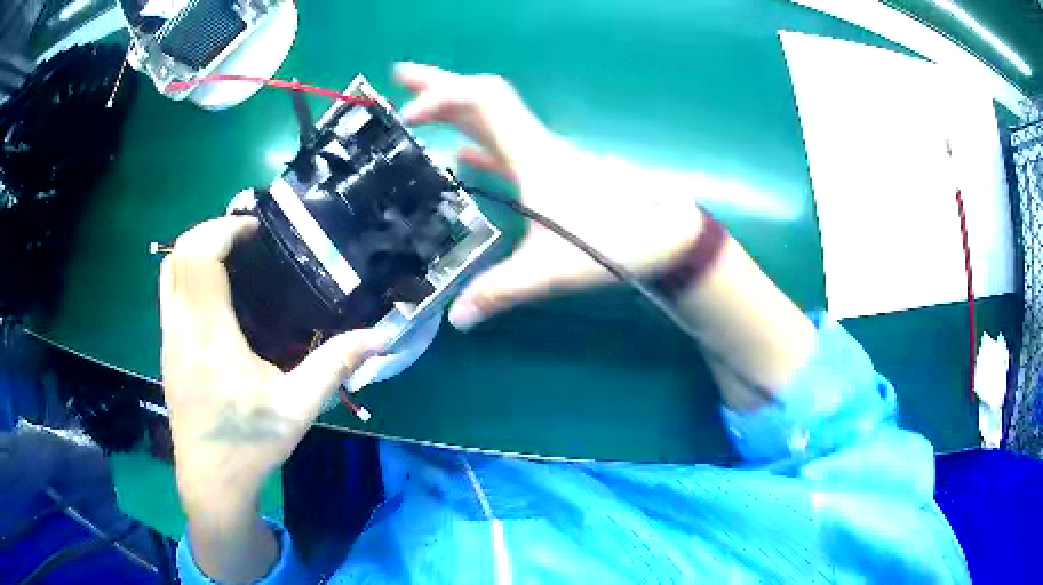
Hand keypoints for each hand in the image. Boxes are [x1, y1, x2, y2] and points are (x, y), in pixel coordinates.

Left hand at [160, 216, 387, 520]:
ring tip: (232, 258)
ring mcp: (168, 338)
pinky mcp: (167, 350)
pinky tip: (218, 296)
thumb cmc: (249, 445)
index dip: (224, 229)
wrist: (211, 482)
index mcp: (208, 334)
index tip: (255, 230)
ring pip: (169, 272)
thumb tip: (380, 337)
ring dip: (196, 251)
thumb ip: (336, 366)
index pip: (200, 256)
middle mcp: (181, 328)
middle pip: (179, 254)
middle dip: (209, 231)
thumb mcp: (297, 407)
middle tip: (246, 239)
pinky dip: (188, 274)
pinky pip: (170, 293)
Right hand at [395, 62, 704, 329]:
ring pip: (490, 121)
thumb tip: (455, 317)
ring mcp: (541, 157)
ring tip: (416, 110)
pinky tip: (457, 157)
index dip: (443, 96)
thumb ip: (502, 291)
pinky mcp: (548, 175)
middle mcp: (533, 144)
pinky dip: (476, 147)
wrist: (663, 236)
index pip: (483, 100)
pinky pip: (503, 150)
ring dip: (453, 111)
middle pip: (481, 98)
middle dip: (438, 84)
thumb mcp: (552, 269)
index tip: (406, 116)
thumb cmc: (614, 240)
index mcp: (531, 152)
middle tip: (398, 76)